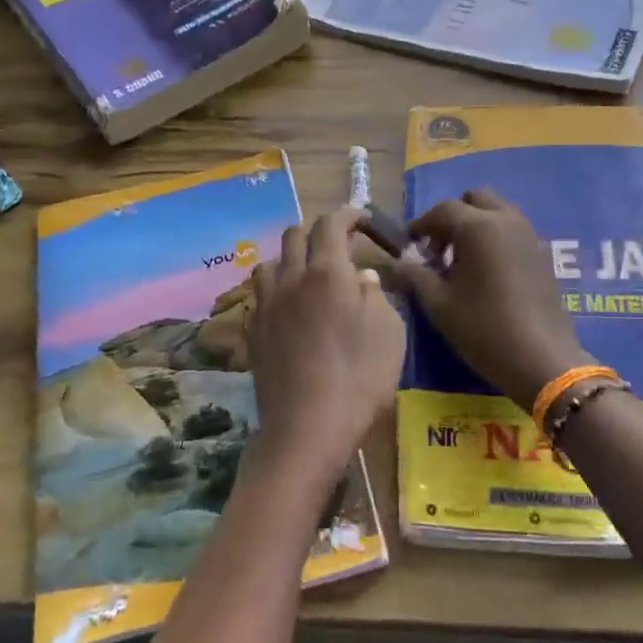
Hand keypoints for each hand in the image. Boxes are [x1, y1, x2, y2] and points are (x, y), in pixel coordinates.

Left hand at [244, 209, 405, 503]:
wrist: (306, 428)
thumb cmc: (359, 379)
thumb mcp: (389, 333)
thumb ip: (377, 296)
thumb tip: (363, 277)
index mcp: (327, 272)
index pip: (331, 224)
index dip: (349, 215)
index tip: (363, 219)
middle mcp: (291, 279)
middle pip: (294, 235)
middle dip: (318, 233)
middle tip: (339, 249)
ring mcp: (266, 305)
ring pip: (270, 262)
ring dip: (290, 259)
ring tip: (308, 277)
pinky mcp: (253, 332)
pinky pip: (261, 295)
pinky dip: (276, 290)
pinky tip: (290, 310)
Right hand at [391, 188, 588, 410]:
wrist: (540, 358)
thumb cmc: (482, 328)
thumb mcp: (439, 304)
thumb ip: (416, 276)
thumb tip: (399, 262)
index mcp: (478, 227)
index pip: (443, 209)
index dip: (422, 223)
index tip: (410, 242)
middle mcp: (506, 221)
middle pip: (476, 199)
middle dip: (454, 216)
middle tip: (439, 247)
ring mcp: (530, 235)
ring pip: (498, 211)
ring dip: (477, 224)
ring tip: (462, 260)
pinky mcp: (543, 254)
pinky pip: (514, 230)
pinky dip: (496, 237)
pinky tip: (487, 271)